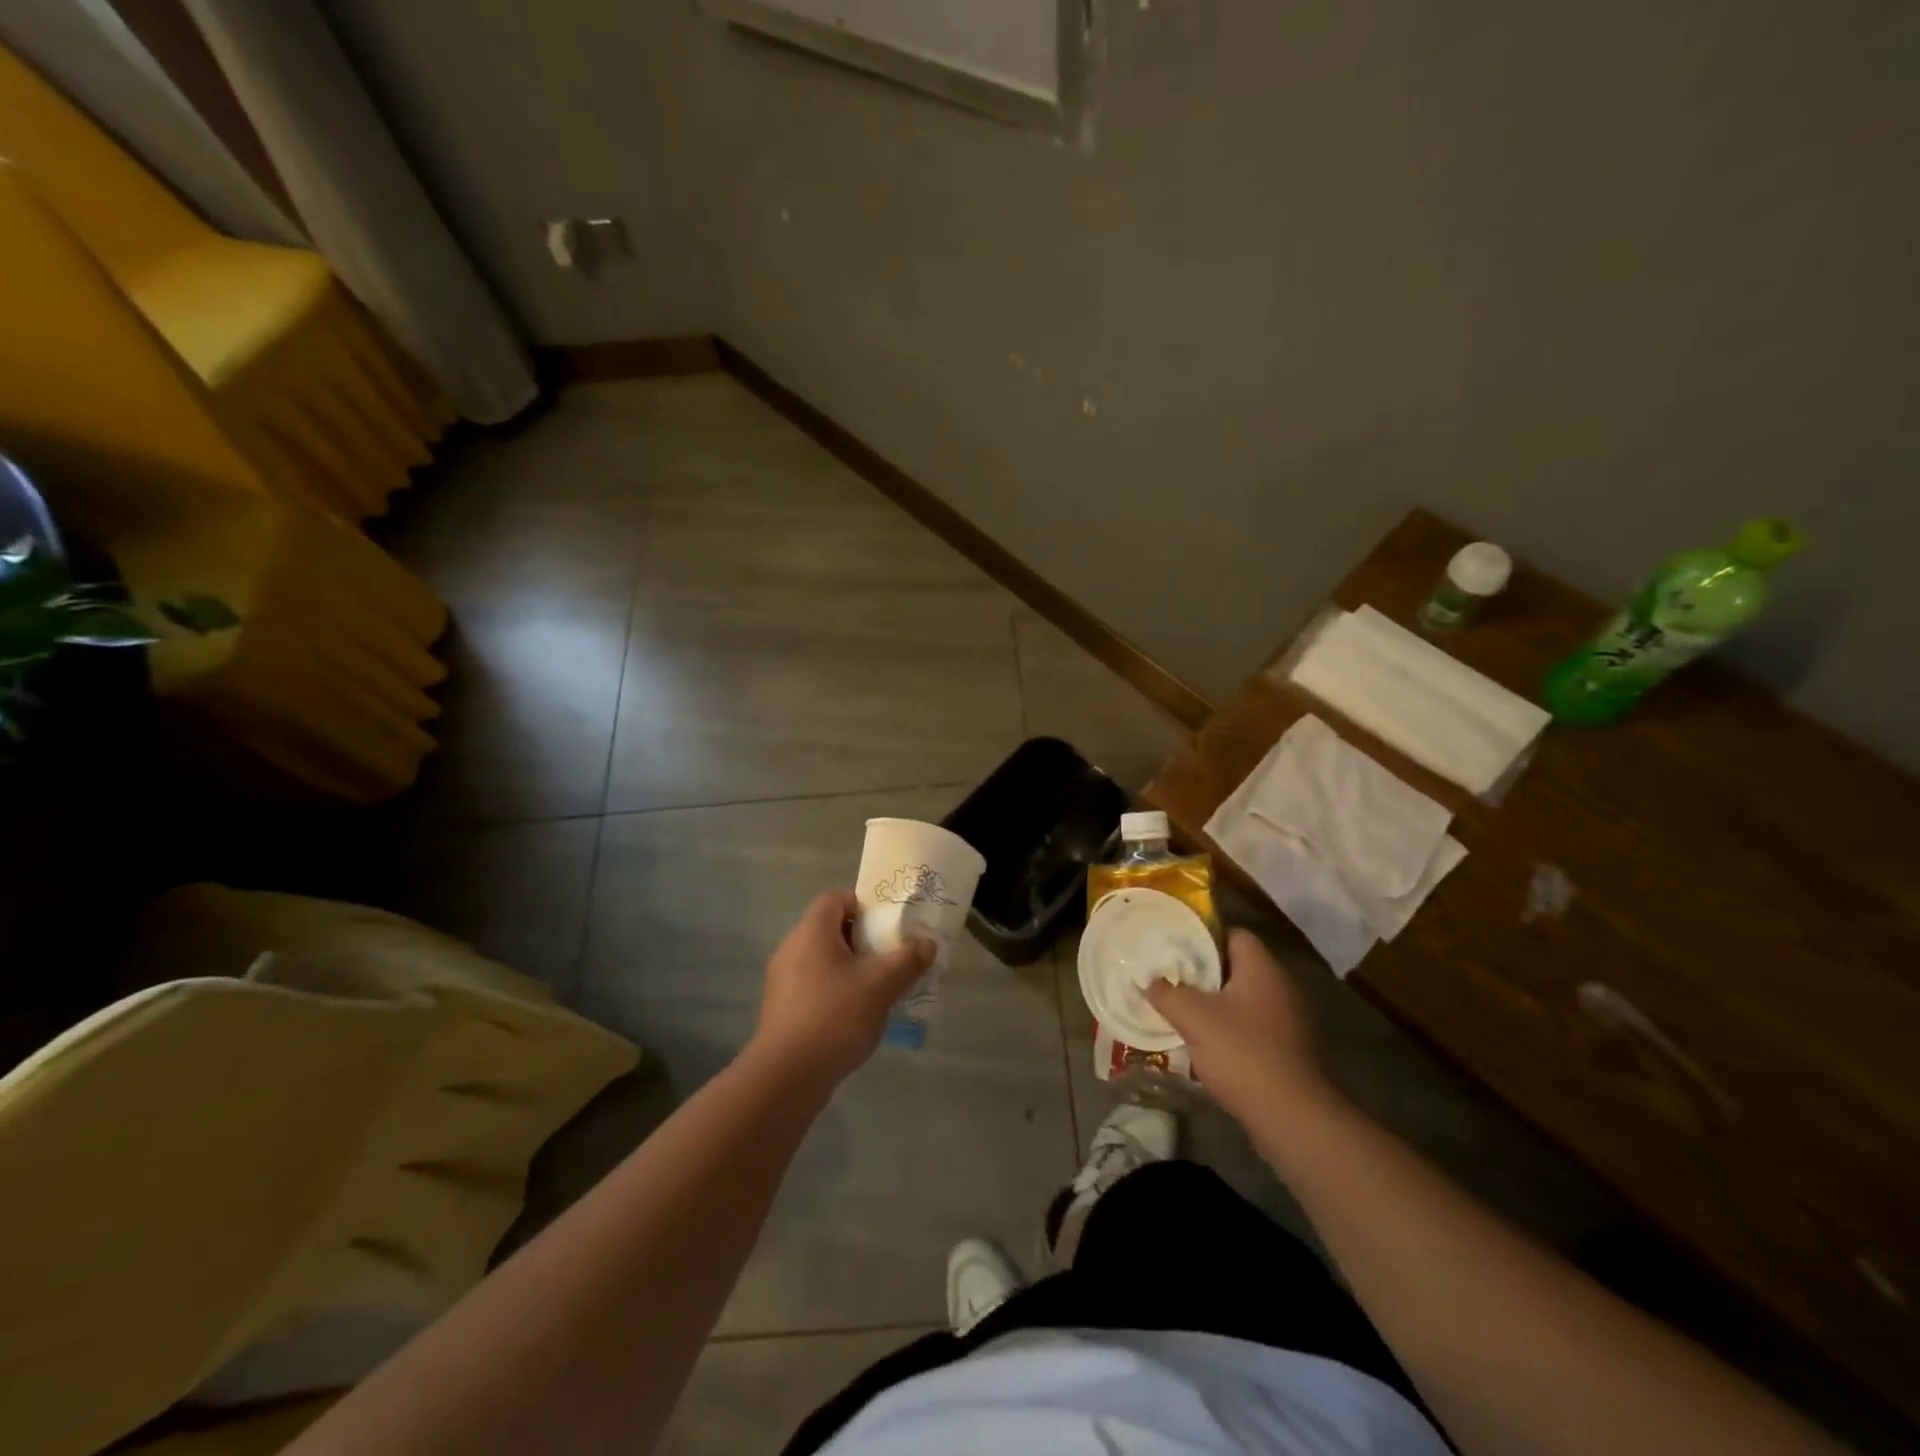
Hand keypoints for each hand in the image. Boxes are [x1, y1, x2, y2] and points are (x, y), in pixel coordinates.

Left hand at [748, 890, 933, 1092]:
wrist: (786, 1077)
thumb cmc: (835, 1016)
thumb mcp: (881, 985)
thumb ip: (907, 960)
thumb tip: (927, 943)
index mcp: (811, 932)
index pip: (836, 898)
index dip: (864, 904)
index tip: (889, 924)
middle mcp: (792, 949)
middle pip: (831, 929)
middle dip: (865, 939)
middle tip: (893, 955)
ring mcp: (784, 981)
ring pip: (825, 960)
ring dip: (853, 968)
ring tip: (882, 987)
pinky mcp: (784, 1009)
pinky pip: (816, 986)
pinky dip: (839, 991)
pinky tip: (860, 1015)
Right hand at [1146, 929, 1343, 1131]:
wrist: (1291, 1117)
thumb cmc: (1242, 1053)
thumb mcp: (1193, 1018)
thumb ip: (1167, 993)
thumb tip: (1150, 981)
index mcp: (1262, 969)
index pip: (1233, 934)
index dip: (1203, 936)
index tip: (1175, 946)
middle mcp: (1279, 987)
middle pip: (1235, 967)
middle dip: (1202, 972)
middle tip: (1169, 977)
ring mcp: (1287, 1020)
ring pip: (1241, 999)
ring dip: (1213, 1003)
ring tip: (1180, 1009)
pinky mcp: (1286, 1049)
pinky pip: (1250, 1026)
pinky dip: (1227, 1029)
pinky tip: (1203, 1043)